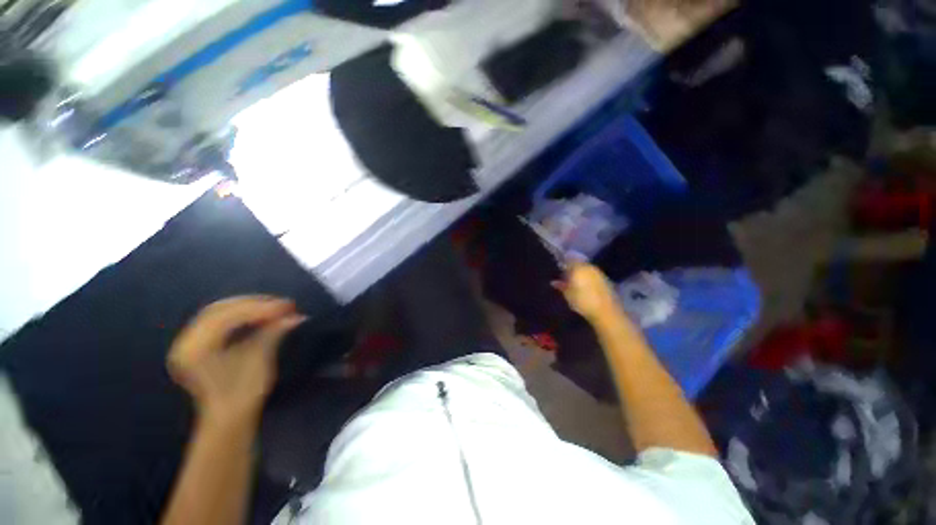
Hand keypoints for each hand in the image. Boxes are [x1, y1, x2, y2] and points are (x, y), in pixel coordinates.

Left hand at [167, 296, 305, 424]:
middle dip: (254, 303)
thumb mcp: (259, 360)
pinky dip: (241, 314)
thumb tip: (296, 316)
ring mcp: (189, 341)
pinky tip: (260, 314)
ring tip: (275, 307)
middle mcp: (186, 342)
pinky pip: (218, 319)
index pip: (226, 317)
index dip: (258, 308)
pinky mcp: (197, 342)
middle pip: (220, 310)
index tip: (286, 306)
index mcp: (196, 350)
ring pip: (220, 311)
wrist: (228, 416)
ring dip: (249, 306)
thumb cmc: (243, 393)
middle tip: (283, 304)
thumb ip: (272, 333)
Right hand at [553, 263, 620, 320]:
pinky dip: (588, 278)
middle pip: (578, 263)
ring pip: (586, 269)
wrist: (606, 311)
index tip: (558, 267)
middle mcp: (589, 267)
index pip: (569, 259)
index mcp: (578, 268)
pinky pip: (593, 275)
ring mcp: (598, 273)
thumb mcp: (568, 295)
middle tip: (565, 275)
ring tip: (574, 281)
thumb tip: (554, 282)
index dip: (563, 262)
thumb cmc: (583, 302)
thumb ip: (561, 286)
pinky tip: (584, 286)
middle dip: (572, 267)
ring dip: (580, 273)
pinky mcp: (606, 280)